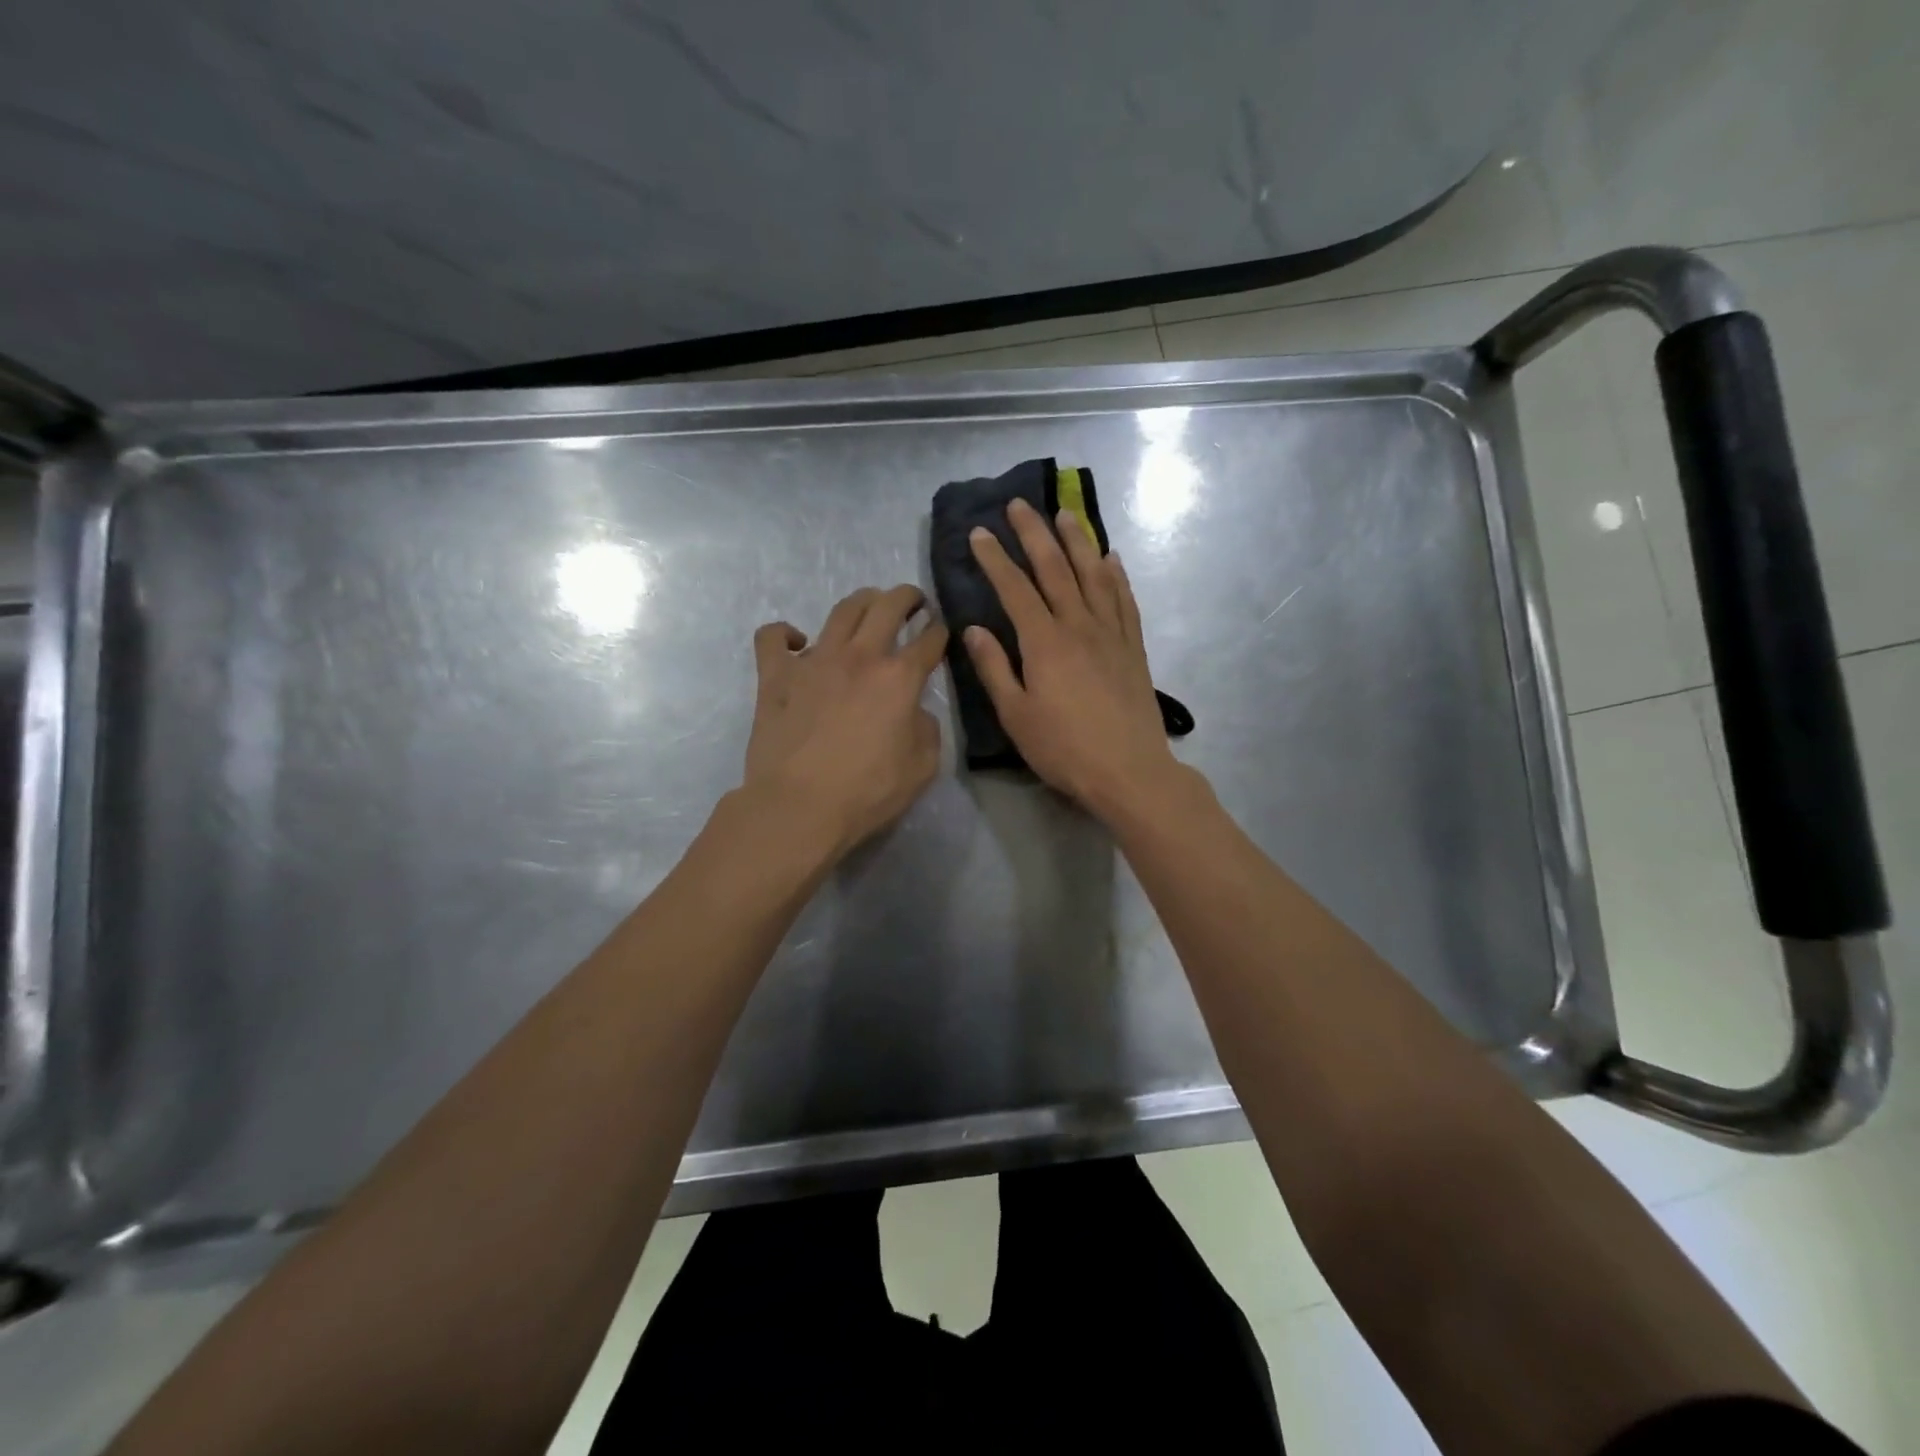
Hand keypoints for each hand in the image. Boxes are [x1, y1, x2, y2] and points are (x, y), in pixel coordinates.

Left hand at [743, 585, 947, 857]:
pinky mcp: (775, 675)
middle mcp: (859, 657)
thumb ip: (926, 730)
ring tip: (868, 606)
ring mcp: (814, 661)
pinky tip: (796, 641)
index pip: (929, 640)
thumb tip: (915, 711)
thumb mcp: (922, 768)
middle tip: (913, 601)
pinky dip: (785, 633)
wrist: (799, 807)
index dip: (940, 632)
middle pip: (888, 606)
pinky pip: (773, 637)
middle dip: (907, 597)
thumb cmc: (866, 792)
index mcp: (899, 678)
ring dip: (861, 601)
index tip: (940, 632)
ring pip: (841, 610)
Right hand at [965, 498, 1182, 821]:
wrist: (1129, 771)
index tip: (980, 532)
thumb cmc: (1064, 749)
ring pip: (1093, 575)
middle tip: (1019, 504)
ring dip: (1077, 541)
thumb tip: (972, 628)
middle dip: (1034, 533)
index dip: (996, 558)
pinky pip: (1125, 600)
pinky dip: (1116, 575)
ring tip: (1064, 514)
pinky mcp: (1133, 648)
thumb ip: (994, 669)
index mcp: (1044, 642)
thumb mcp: (1016, 716)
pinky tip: (1111, 558)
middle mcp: (1078, 626)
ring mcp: (1111, 634)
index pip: (1015, 588)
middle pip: (1054, 569)